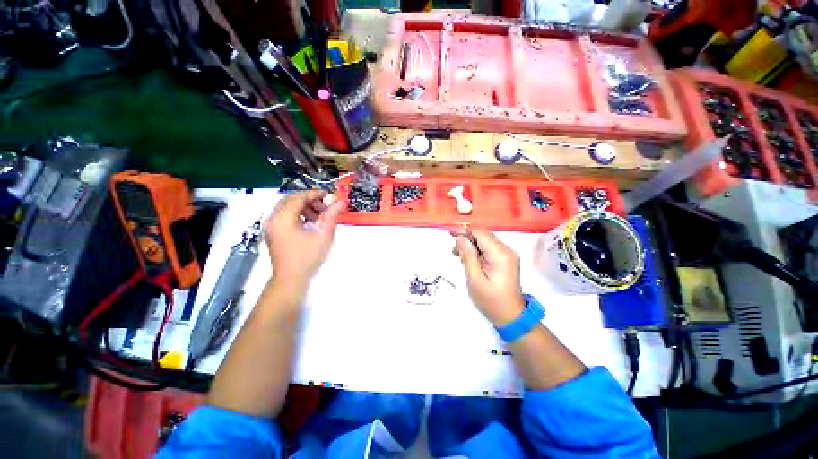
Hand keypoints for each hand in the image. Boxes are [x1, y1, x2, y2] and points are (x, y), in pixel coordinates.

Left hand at [264, 190, 344, 287]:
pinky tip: (310, 224)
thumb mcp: (323, 235)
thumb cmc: (308, 257)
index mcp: (283, 218)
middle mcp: (273, 218)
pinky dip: (298, 215)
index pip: (298, 197)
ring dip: (304, 208)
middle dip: (310, 200)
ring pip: (288, 208)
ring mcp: (271, 226)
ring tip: (319, 217)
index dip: (315, 194)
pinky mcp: (273, 233)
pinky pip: (285, 216)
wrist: (291, 279)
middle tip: (325, 207)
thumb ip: (332, 215)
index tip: (329, 196)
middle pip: (291, 200)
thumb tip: (341, 201)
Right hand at [453, 229, 525, 325]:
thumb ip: (468, 256)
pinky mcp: (506, 260)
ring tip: (458, 255)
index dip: (465, 232)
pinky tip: (469, 259)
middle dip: (467, 239)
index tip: (450, 235)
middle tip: (453, 249)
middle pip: (484, 236)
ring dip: (471, 245)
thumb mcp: (475, 279)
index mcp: (500, 254)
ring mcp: (508, 255)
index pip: (481, 233)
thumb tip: (460, 238)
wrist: (511, 316)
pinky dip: (478, 251)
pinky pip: (489, 248)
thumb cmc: (491, 300)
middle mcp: (507, 250)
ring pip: (486, 241)